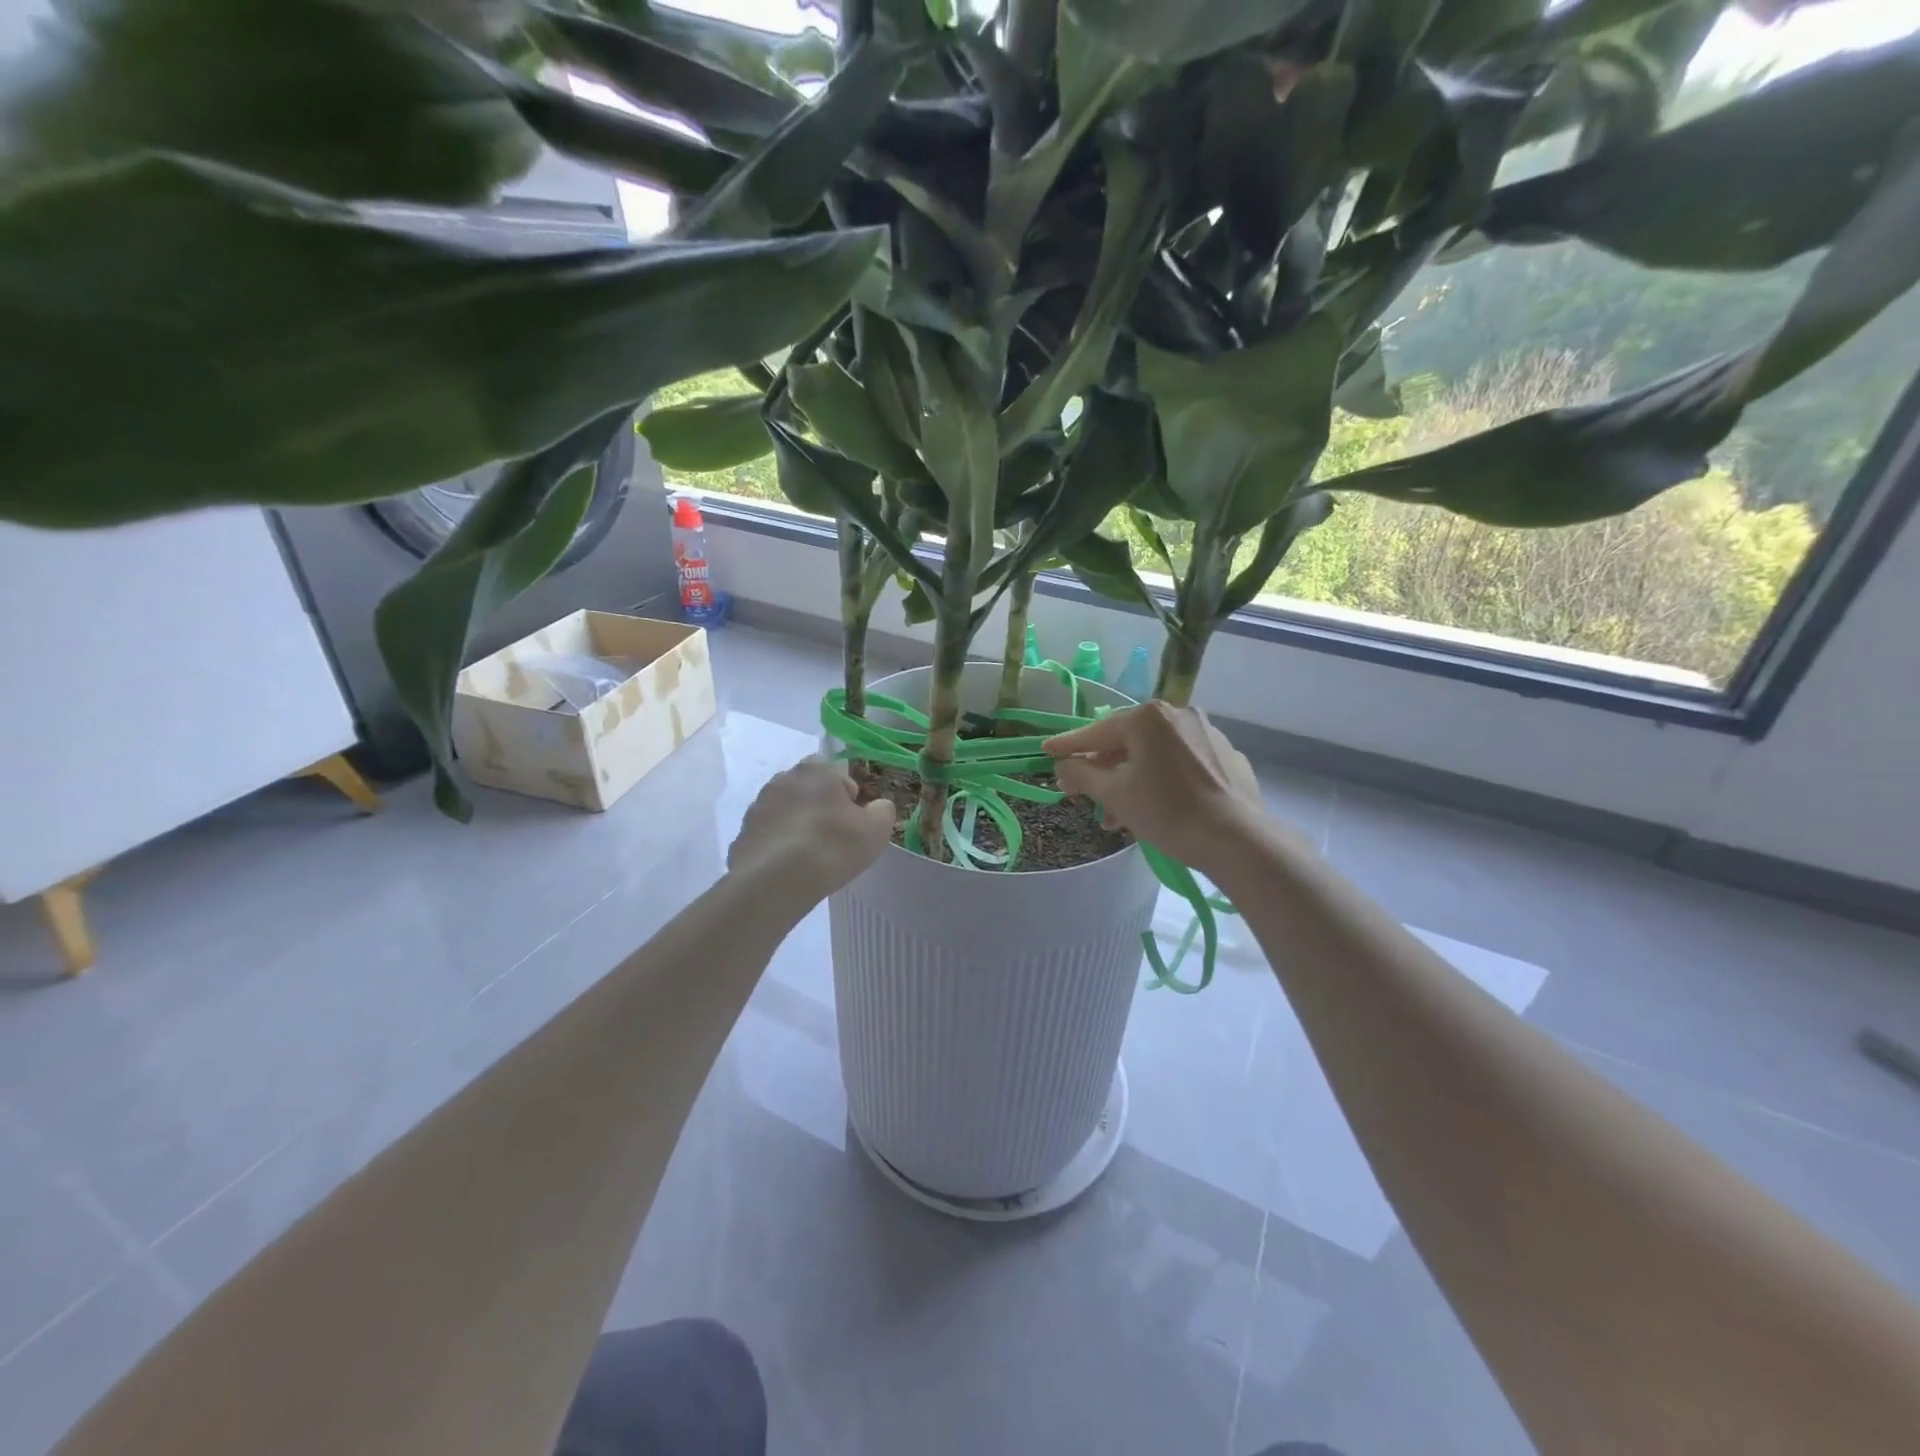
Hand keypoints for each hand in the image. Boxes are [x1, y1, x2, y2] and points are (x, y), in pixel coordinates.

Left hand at [727, 758, 895, 906]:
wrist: (776, 881)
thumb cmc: (832, 845)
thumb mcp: (876, 829)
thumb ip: (883, 810)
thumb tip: (877, 806)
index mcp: (815, 769)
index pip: (837, 774)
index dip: (849, 798)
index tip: (854, 823)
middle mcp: (782, 779)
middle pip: (809, 791)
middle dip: (821, 809)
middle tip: (834, 840)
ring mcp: (758, 806)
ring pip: (786, 813)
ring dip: (798, 827)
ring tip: (810, 859)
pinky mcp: (742, 834)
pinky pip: (769, 836)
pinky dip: (779, 847)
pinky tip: (789, 870)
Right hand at [1044, 702, 1266, 872]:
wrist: (1236, 839)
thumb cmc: (1166, 811)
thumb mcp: (1115, 793)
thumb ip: (1082, 774)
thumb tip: (1064, 766)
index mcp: (1148, 717)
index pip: (1097, 731)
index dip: (1069, 745)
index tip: (1047, 751)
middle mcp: (1178, 714)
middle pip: (1128, 742)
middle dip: (1104, 772)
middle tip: (1085, 797)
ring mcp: (1207, 733)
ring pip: (1155, 754)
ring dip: (1131, 781)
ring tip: (1119, 818)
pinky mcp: (1227, 756)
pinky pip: (1182, 763)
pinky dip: (1162, 780)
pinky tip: (1158, 807)